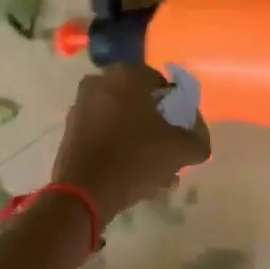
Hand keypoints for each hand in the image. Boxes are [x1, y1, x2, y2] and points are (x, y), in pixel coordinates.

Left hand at [51, 66, 211, 219]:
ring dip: (140, 142)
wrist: (83, 192)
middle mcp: (100, 82)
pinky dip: (119, 148)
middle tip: (169, 155)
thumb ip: (198, 138)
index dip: (177, 109)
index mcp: (127, 76)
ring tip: (155, 174)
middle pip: (141, 104)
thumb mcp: (181, 150)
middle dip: (157, 129)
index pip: (163, 85)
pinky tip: (132, 175)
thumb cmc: (135, 159)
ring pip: (123, 121)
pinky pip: (105, 134)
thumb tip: (197, 136)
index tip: (181, 133)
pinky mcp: (71, 130)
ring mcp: (81, 106)